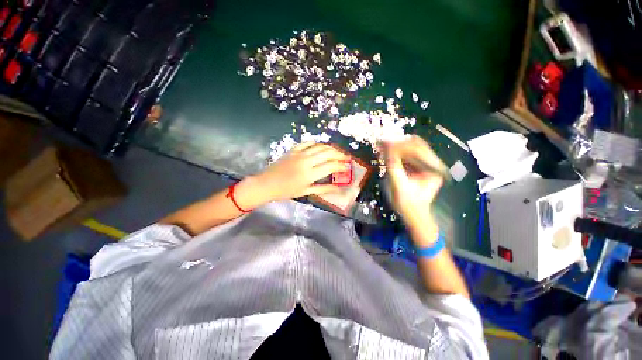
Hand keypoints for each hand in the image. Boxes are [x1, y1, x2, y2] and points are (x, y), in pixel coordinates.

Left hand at [237, 142, 349, 206]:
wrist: (266, 184)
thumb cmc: (286, 191)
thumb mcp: (306, 192)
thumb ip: (323, 189)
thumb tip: (338, 189)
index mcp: (309, 174)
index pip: (331, 166)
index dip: (341, 166)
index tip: (347, 167)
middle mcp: (306, 161)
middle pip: (328, 153)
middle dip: (339, 154)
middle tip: (346, 157)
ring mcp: (299, 153)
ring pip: (319, 146)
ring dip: (330, 148)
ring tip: (337, 152)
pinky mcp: (293, 149)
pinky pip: (307, 143)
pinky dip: (316, 143)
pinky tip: (321, 146)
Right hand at [383, 136, 445, 227]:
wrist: (413, 214)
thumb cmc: (408, 204)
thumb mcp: (399, 185)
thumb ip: (394, 166)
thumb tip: (387, 149)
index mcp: (433, 169)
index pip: (417, 150)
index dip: (400, 145)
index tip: (385, 144)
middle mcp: (432, 163)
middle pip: (416, 145)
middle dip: (398, 143)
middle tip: (382, 143)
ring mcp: (426, 164)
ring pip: (411, 148)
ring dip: (396, 146)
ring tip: (383, 146)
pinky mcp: (418, 166)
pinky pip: (408, 154)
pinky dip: (396, 152)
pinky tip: (387, 152)